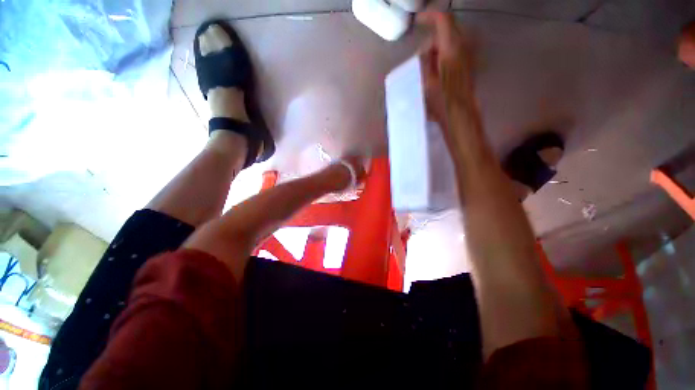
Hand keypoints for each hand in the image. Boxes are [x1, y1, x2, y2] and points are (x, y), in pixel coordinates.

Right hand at [417, 11, 474, 124]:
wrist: (459, 114)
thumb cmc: (441, 101)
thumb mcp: (426, 81)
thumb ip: (425, 61)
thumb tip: (425, 51)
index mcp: (452, 49)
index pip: (443, 20)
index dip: (430, 17)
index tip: (418, 21)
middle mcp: (463, 47)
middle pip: (447, 31)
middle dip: (432, 41)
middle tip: (421, 59)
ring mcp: (467, 56)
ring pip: (450, 42)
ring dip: (437, 50)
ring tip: (427, 69)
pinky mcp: (467, 65)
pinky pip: (454, 52)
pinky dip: (443, 57)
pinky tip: (436, 72)